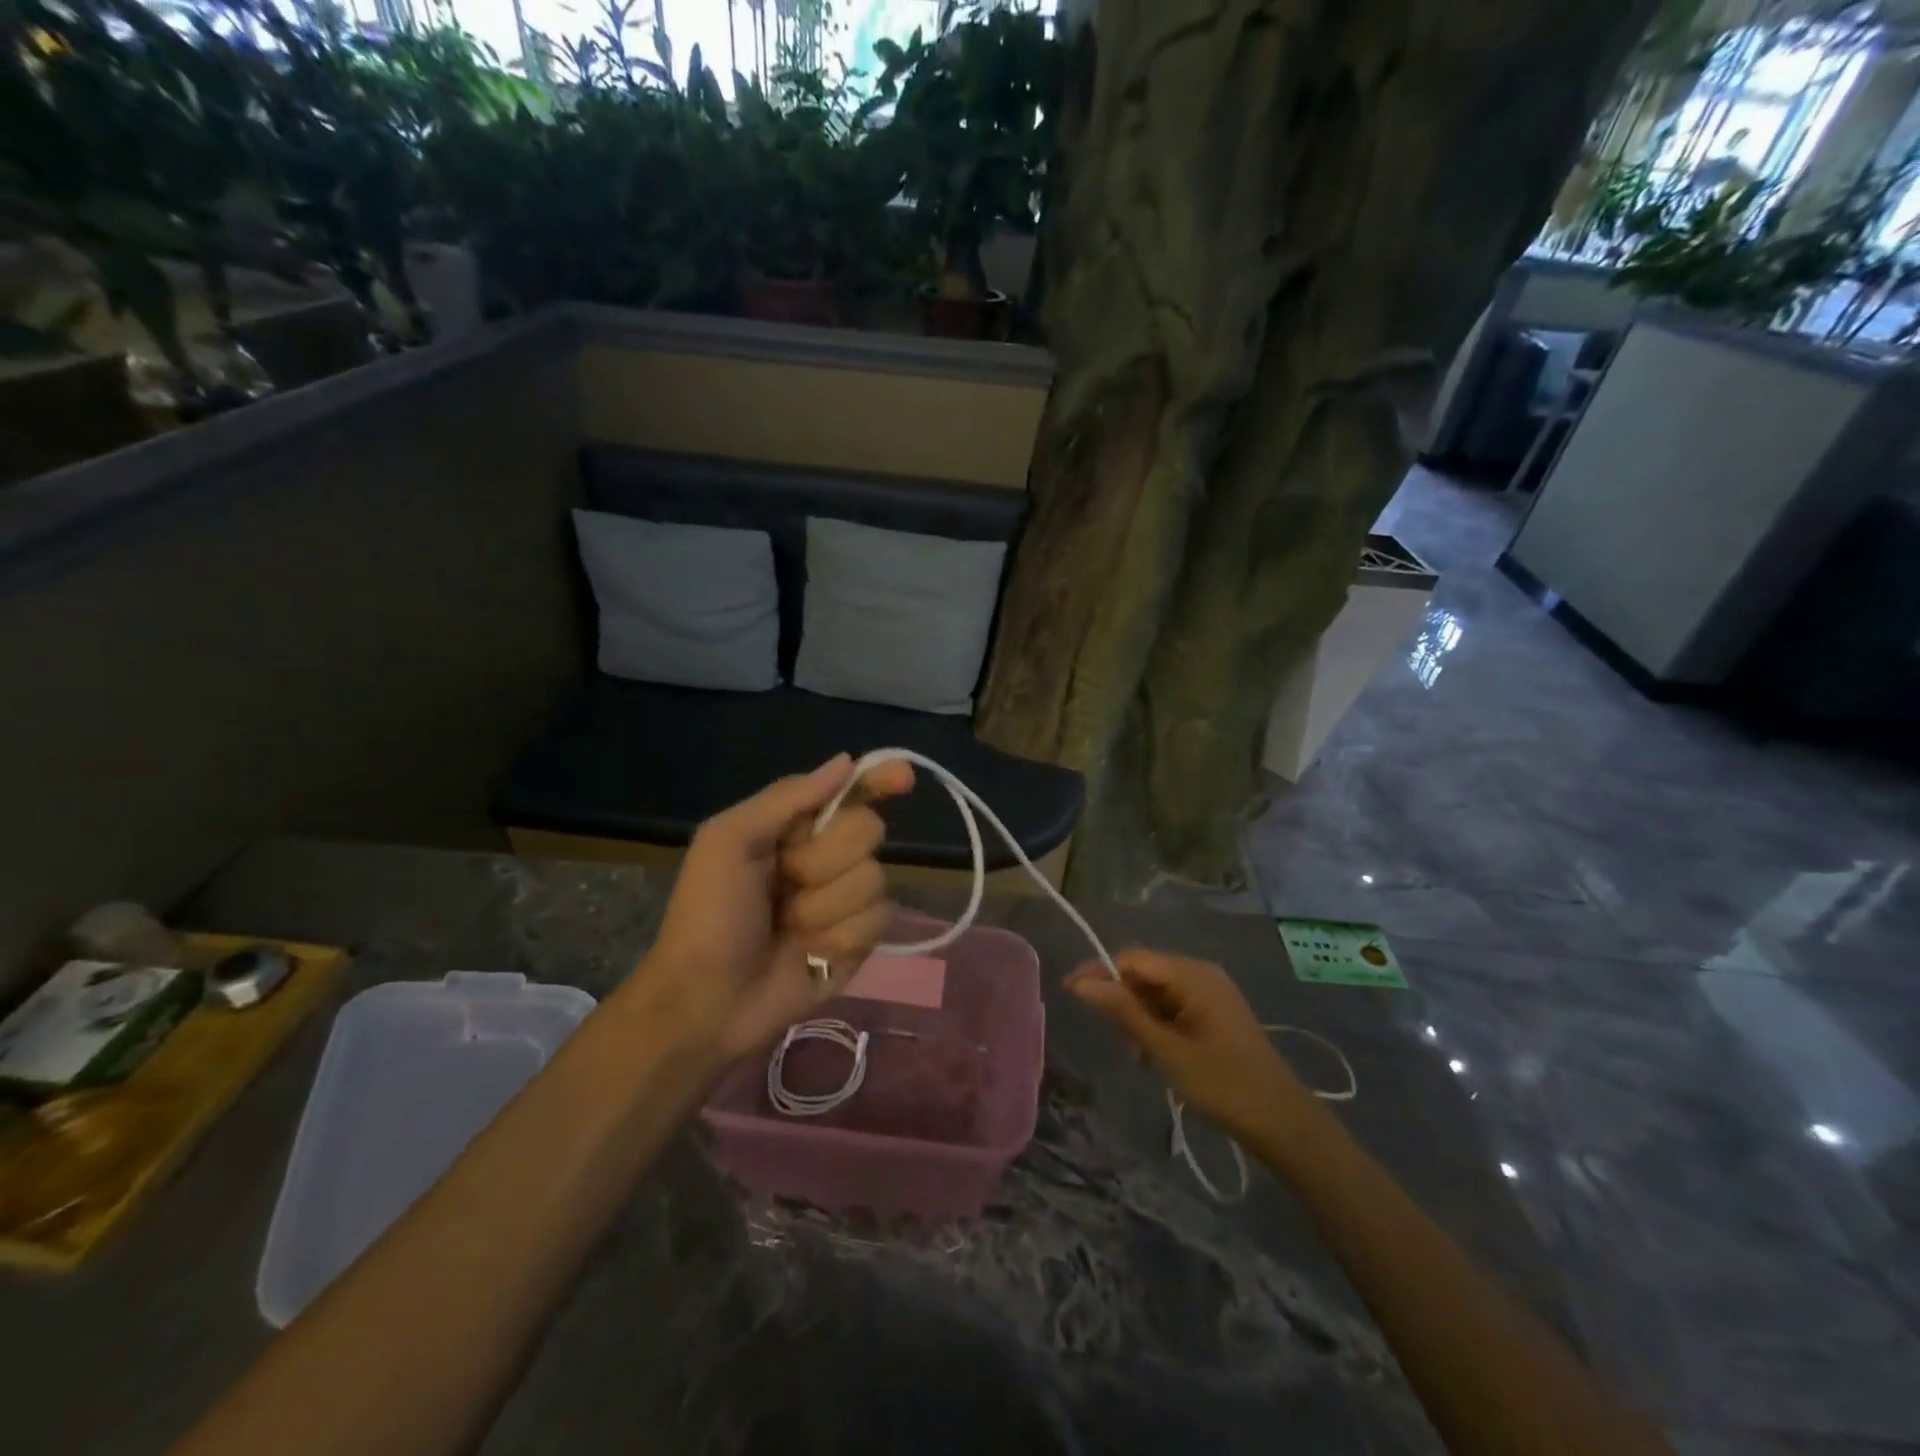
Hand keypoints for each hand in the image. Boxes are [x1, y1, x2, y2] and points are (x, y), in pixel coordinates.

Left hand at [644, 753, 914, 1061]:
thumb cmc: (707, 914)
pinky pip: (879, 919)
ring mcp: (846, 900)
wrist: (705, 1001)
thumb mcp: (728, 841)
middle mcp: (827, 857)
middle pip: (868, 830)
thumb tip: (845, 761)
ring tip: (788, 926)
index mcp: (795, 827)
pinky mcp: (860, 941)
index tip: (904, 777)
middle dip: (823, 858)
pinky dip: (841, 935)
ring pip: (875, 878)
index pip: (850, 792)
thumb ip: (787, 797)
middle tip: (784, 881)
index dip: (880, 778)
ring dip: (825, 905)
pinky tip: (812, 952)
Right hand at [1066, 949, 1318, 1143]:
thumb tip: (1081, 983)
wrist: (1282, 1121)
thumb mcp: (1165, 1049)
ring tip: (1132, 1049)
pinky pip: (1174, 1004)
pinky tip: (1151, 1051)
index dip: (1099, 971)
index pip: (1132, 958)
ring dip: (1138, 1013)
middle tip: (1106, 1032)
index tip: (1070, 992)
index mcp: (1192, 974)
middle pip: (1145, 971)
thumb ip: (1123, 1012)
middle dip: (1120, 995)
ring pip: (1157, 989)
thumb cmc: (1222, 1083)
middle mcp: (1201, 973)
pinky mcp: (1215, 1012)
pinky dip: (1156, 1021)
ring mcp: (1211, 992)